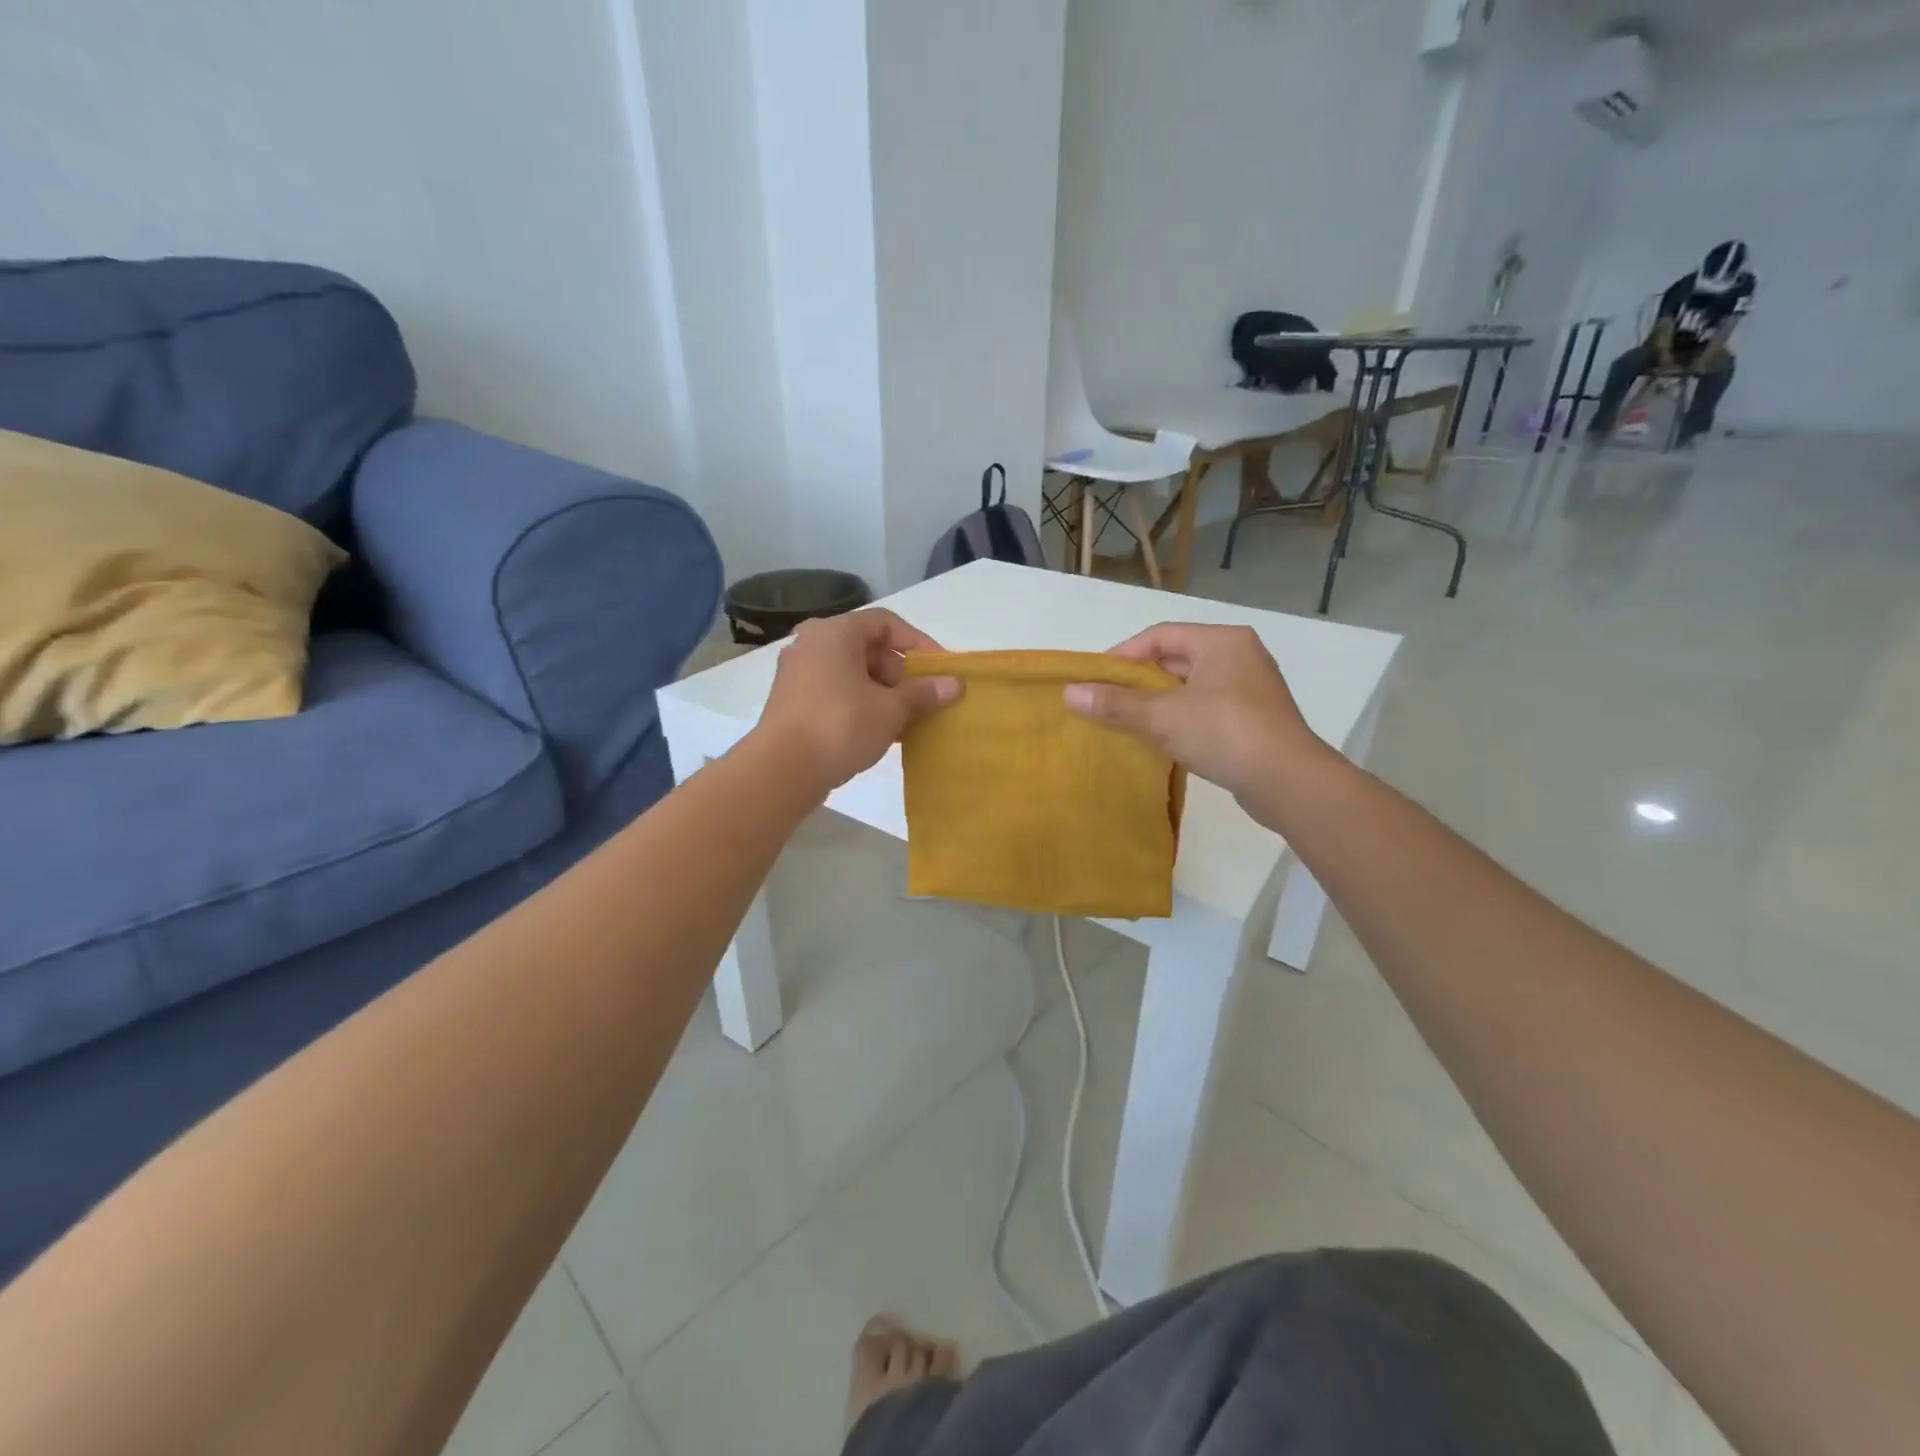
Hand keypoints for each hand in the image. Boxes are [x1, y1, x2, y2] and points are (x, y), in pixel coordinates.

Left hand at [756, 609, 961, 792]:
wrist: (781, 770)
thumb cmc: (840, 726)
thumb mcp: (891, 709)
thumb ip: (924, 693)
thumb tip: (955, 684)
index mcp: (835, 633)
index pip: (886, 623)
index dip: (918, 643)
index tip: (939, 669)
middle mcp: (812, 644)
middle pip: (869, 648)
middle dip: (902, 674)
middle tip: (925, 699)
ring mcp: (799, 674)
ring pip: (853, 674)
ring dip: (884, 693)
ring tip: (909, 720)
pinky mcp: (793, 702)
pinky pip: (837, 693)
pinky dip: (862, 705)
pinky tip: (882, 732)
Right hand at [1062, 623, 1325, 804]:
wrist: (1288, 782)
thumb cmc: (1224, 732)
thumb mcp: (1162, 716)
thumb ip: (1115, 703)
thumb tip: (1069, 693)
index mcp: (1221, 641)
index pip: (1160, 635)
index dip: (1123, 655)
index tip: (1096, 681)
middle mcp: (1240, 656)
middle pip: (1175, 659)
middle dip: (1138, 681)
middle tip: (1107, 701)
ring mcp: (1251, 689)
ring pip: (1190, 686)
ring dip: (1158, 702)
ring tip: (1127, 722)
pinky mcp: (1255, 720)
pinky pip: (1206, 709)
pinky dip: (1180, 719)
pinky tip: (1161, 740)